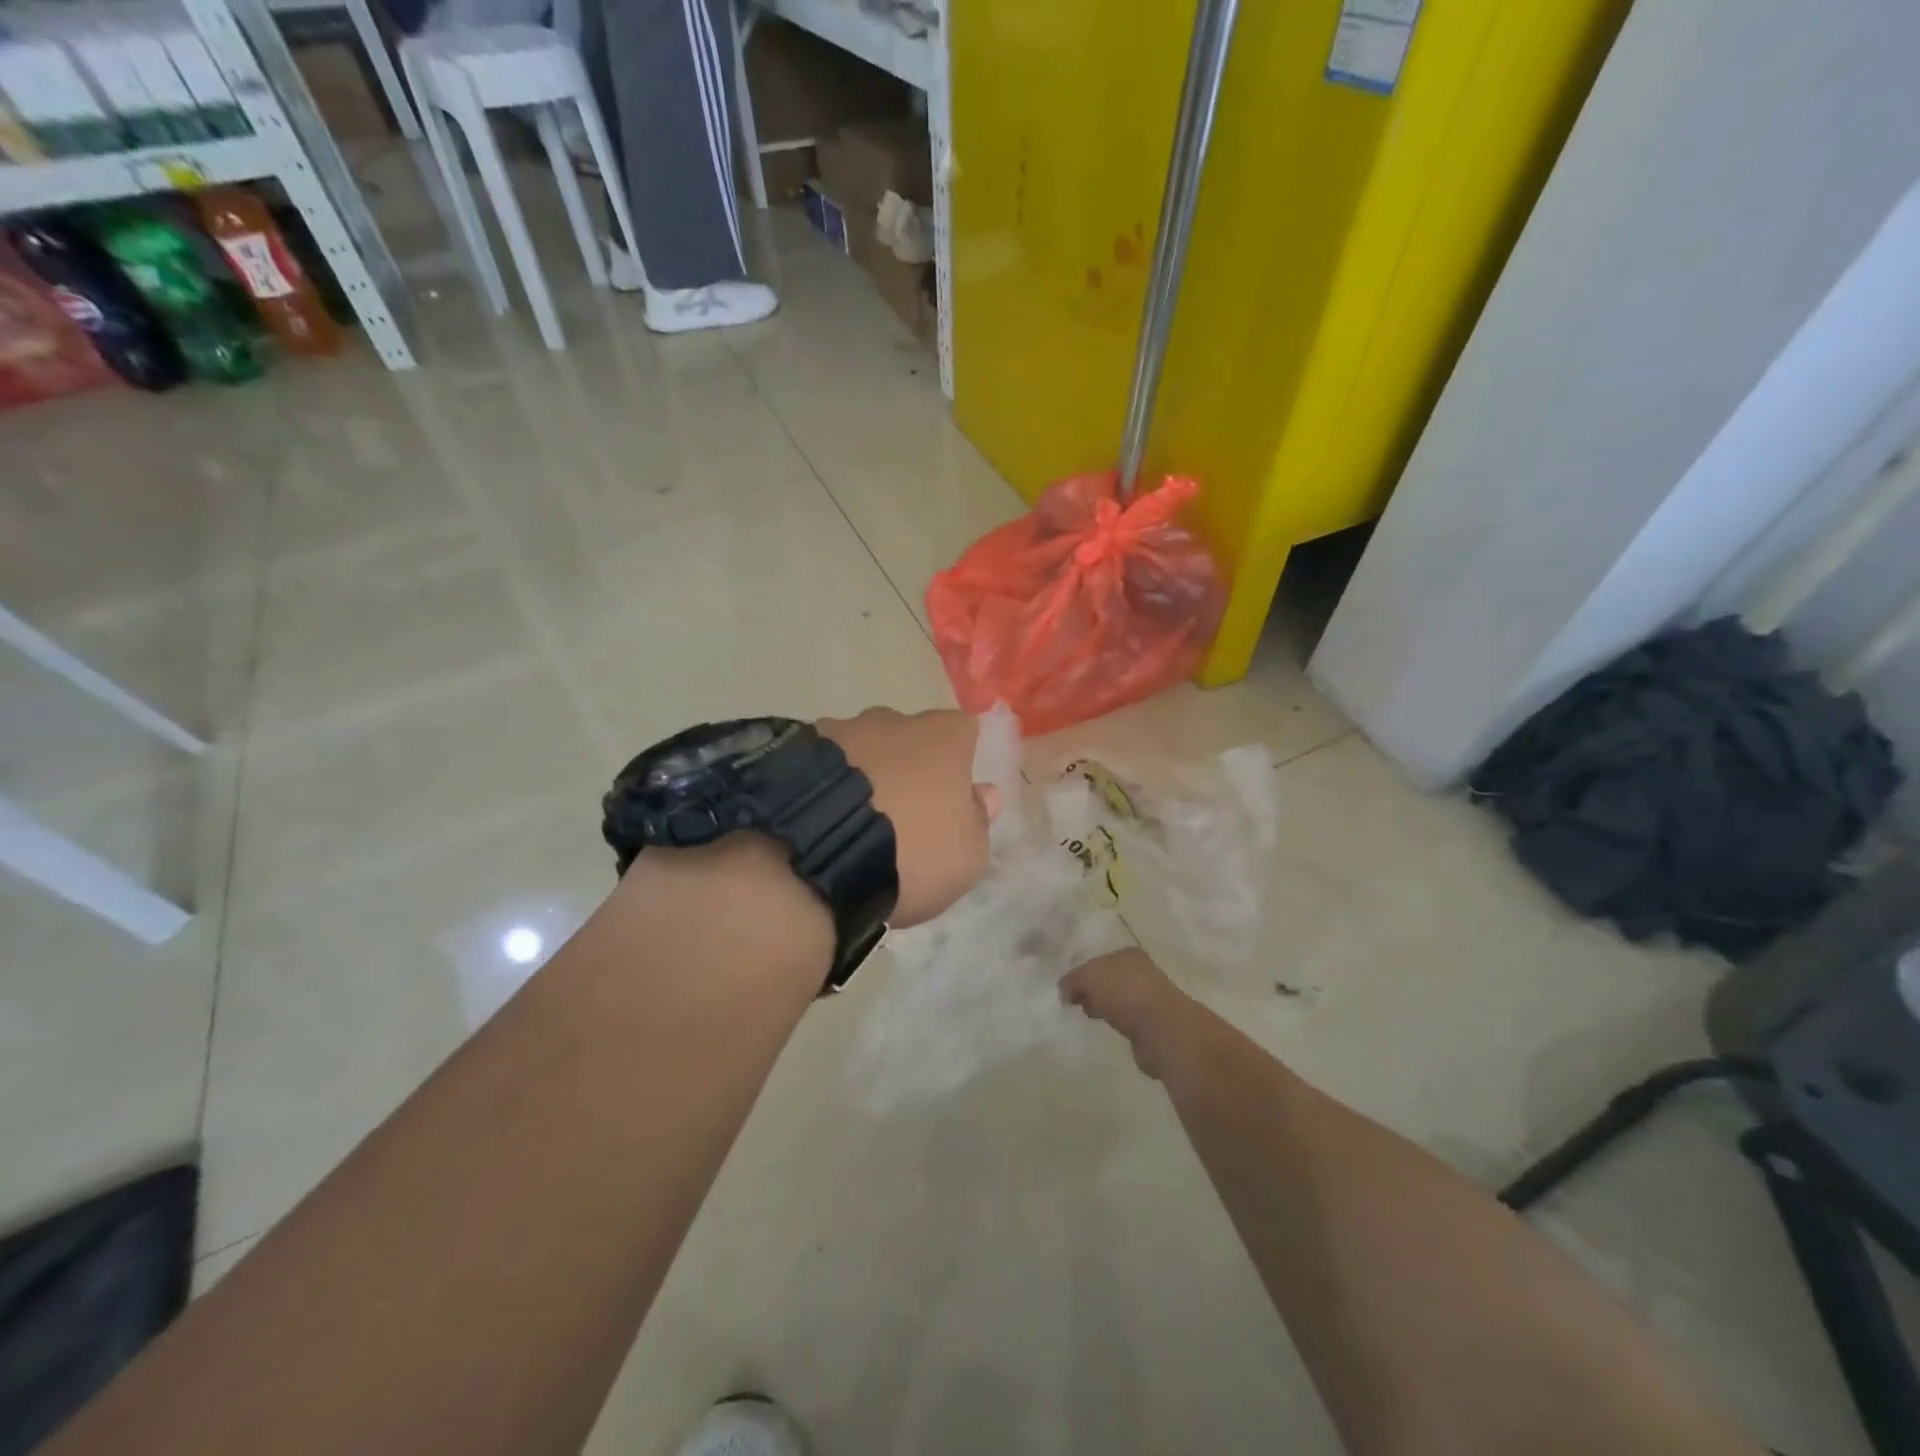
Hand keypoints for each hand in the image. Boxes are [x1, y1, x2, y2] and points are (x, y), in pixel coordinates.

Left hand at [818, 708, 998, 927]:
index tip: (951, 795)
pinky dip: (824, 783)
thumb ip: (978, 820)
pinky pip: (820, 764)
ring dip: (862, 773)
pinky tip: (816, 819)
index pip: (963, 730)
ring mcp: (839, 730)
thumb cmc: (911, 854)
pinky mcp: (793, 750)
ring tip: (850, 821)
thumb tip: (983, 794)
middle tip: (900, 813)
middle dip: (907, 765)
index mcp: (942, 736)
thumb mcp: (966, 856)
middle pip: (908, 736)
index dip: (959, 760)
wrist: (817, 857)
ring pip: (861, 747)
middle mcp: (891, 720)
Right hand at [1060, 948, 1198, 1079]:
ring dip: (1106, 1007)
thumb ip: (1073, 980)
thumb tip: (1064, 990)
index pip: (1101, 960)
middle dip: (1094, 990)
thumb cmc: (1124, 992)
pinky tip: (1110, 1029)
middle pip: (1111, 979)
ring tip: (1091, 1017)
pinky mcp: (1154, 1025)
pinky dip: (1119, 1023)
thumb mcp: (1089, 977)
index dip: (1083, 973)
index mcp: (1129, 955)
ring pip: (1120, 999)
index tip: (1069, 989)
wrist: (1163, 1029)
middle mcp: (1143, 972)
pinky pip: (1129, 1020)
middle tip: (1076, 1003)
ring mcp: (1151, 999)